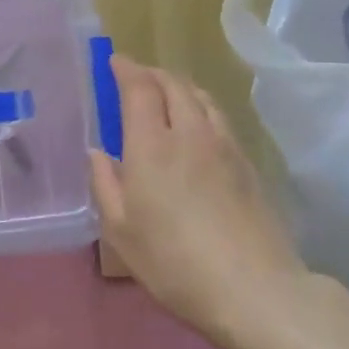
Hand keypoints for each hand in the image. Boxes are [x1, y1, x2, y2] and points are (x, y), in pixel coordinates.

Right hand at [90, 57, 309, 348]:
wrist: (252, 287)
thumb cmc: (172, 262)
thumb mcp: (120, 231)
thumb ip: (104, 184)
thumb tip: (97, 152)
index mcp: (152, 145)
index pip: (140, 88)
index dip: (126, 69)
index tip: (114, 61)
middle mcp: (190, 133)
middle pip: (174, 85)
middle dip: (152, 73)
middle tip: (136, 77)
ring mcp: (225, 146)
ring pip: (202, 98)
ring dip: (180, 87)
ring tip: (167, 94)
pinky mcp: (248, 164)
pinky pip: (219, 118)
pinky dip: (201, 108)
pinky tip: (197, 127)